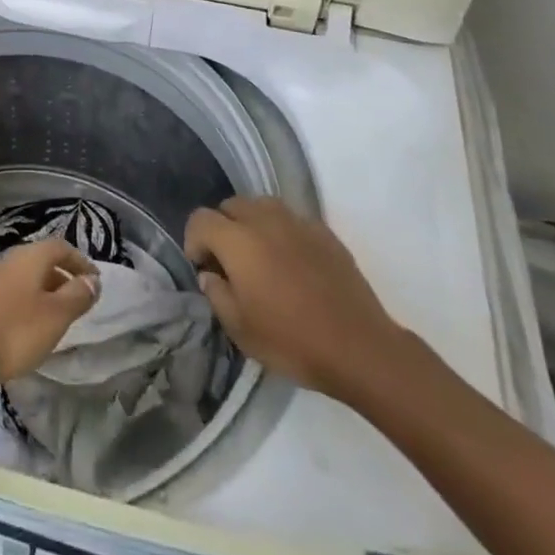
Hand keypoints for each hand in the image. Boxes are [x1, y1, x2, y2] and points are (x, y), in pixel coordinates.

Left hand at [0, 239, 100, 393]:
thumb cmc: (12, 331)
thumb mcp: (54, 317)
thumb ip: (76, 296)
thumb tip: (93, 279)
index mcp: (29, 257)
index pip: (61, 247)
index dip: (80, 261)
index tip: (95, 281)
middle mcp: (8, 259)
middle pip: (41, 261)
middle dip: (61, 277)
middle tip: (77, 301)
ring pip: (23, 278)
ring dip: (41, 292)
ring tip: (52, 318)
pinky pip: (7, 293)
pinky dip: (23, 303)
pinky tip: (22, 328)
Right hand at [186, 196, 408, 404]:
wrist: (360, 348)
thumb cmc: (292, 341)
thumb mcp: (240, 330)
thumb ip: (217, 295)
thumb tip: (210, 275)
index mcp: (237, 240)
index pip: (200, 219)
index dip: (194, 240)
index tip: (203, 267)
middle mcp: (264, 219)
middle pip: (230, 205)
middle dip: (222, 228)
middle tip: (230, 263)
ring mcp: (297, 222)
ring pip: (261, 206)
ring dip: (252, 224)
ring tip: (261, 257)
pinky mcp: (324, 231)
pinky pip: (291, 219)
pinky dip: (282, 232)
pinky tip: (293, 263)